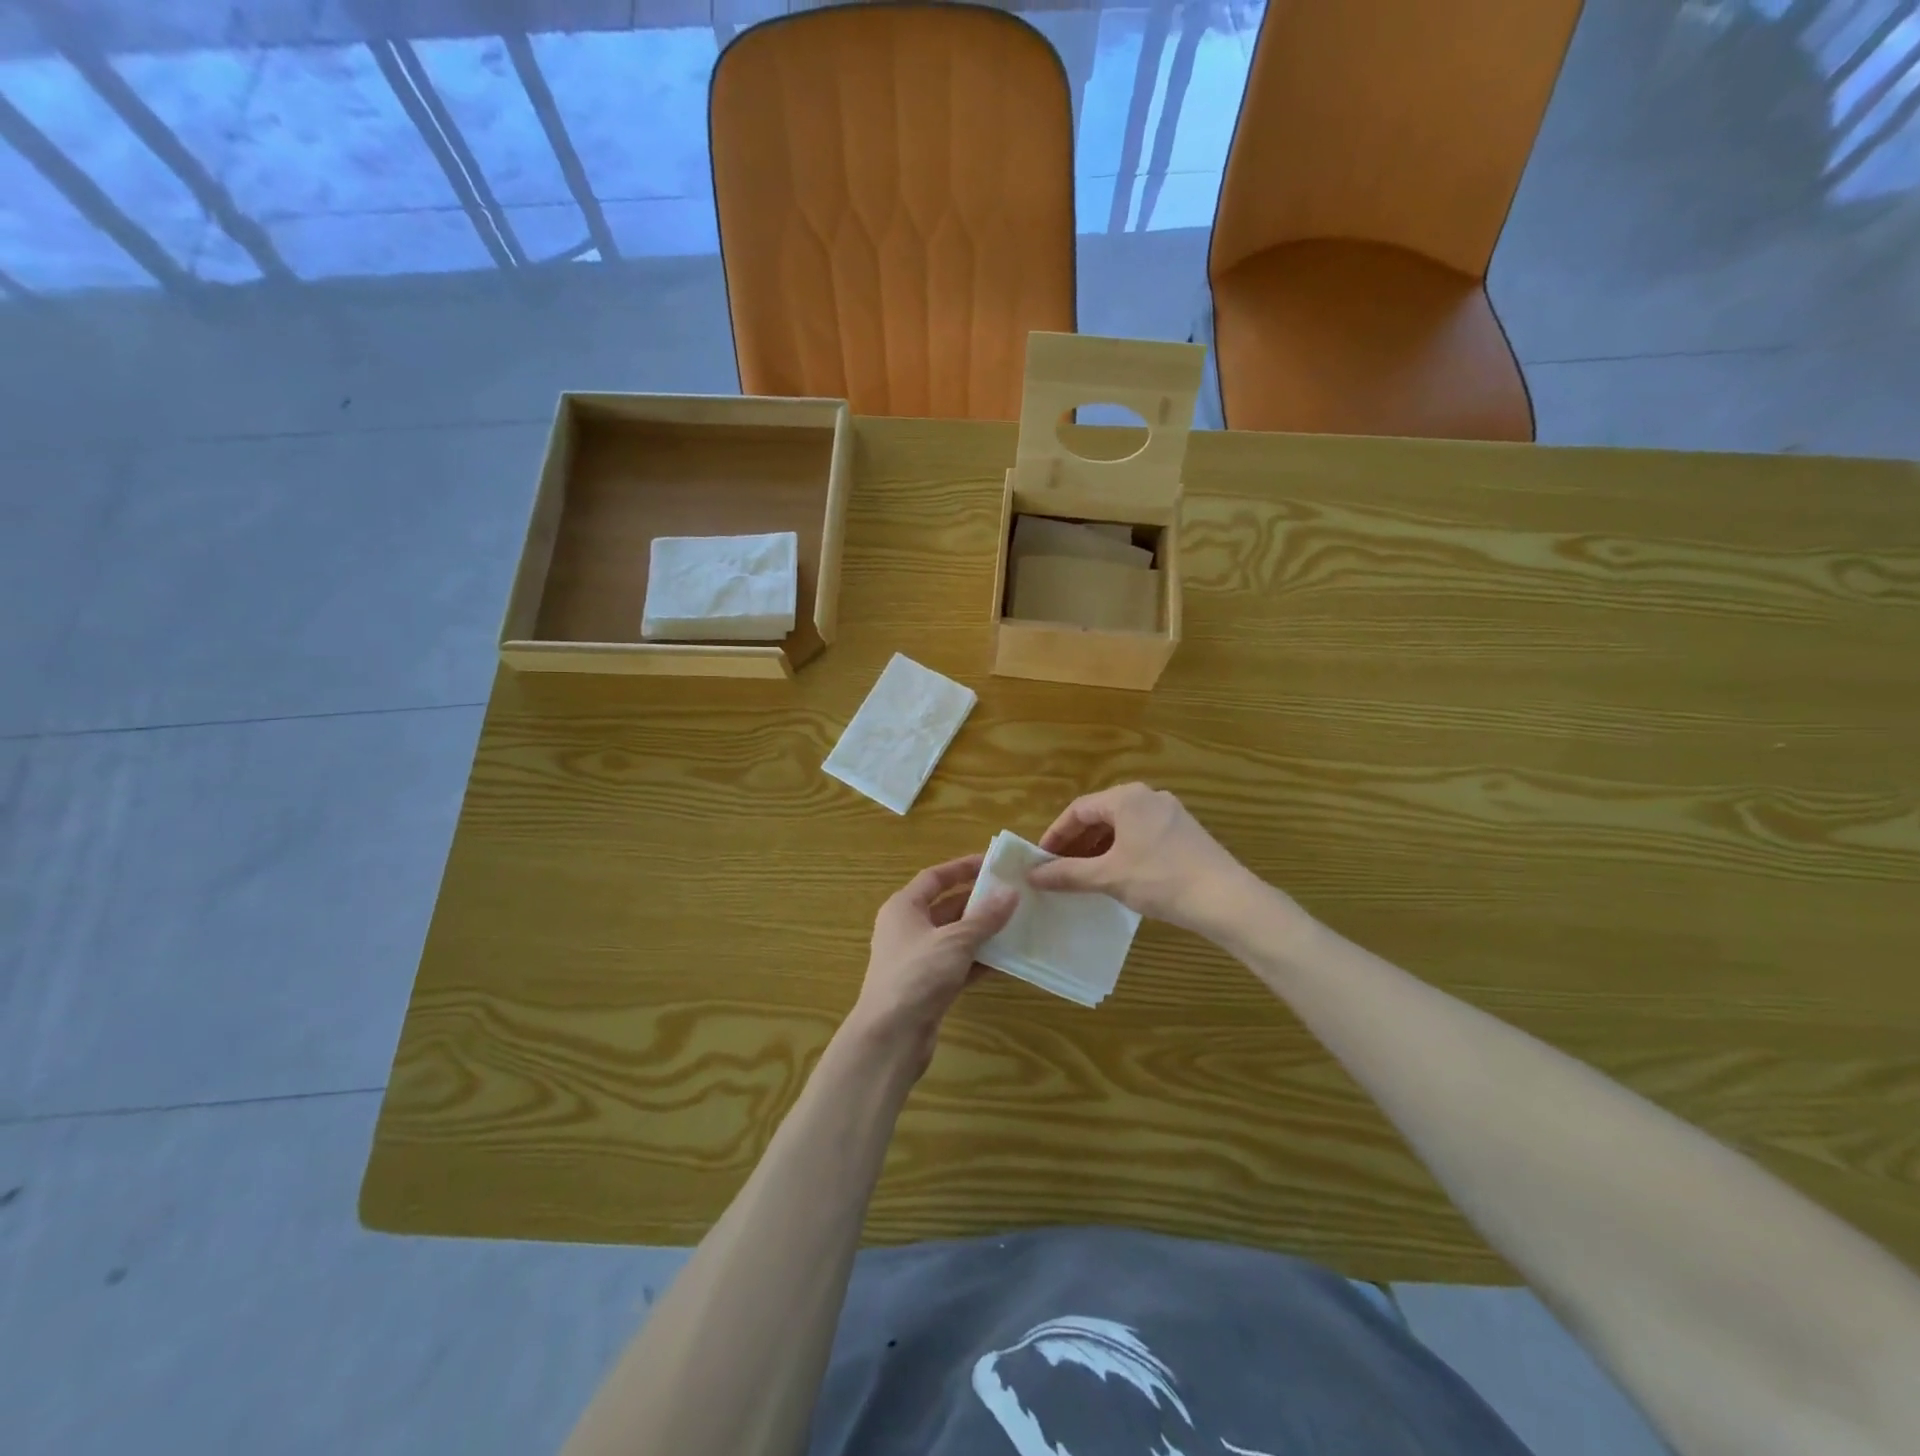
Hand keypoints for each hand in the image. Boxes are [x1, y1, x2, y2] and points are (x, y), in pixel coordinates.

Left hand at [846, 855, 1017, 1076]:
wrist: (890, 1037)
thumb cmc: (916, 976)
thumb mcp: (955, 941)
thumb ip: (985, 917)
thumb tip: (1011, 892)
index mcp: (903, 908)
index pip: (934, 878)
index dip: (962, 868)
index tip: (993, 863)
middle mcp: (907, 929)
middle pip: (946, 906)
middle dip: (978, 901)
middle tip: (1013, 895)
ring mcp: (917, 960)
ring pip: (955, 937)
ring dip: (982, 932)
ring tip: (1017, 923)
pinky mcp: (928, 986)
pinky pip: (958, 964)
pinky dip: (979, 960)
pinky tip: (1007, 959)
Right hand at [1028, 783, 1283, 939]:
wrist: (1226, 899)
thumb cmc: (1160, 879)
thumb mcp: (1108, 877)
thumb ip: (1067, 874)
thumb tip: (1032, 875)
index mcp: (1126, 798)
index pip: (1078, 810)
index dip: (1056, 835)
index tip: (1041, 860)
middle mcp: (1148, 797)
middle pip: (1101, 816)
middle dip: (1077, 843)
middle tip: (1059, 869)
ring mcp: (1171, 813)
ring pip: (1123, 827)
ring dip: (1099, 849)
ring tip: (1085, 876)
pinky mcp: (1185, 833)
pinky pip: (1142, 835)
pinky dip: (1123, 851)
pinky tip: (1119, 876)